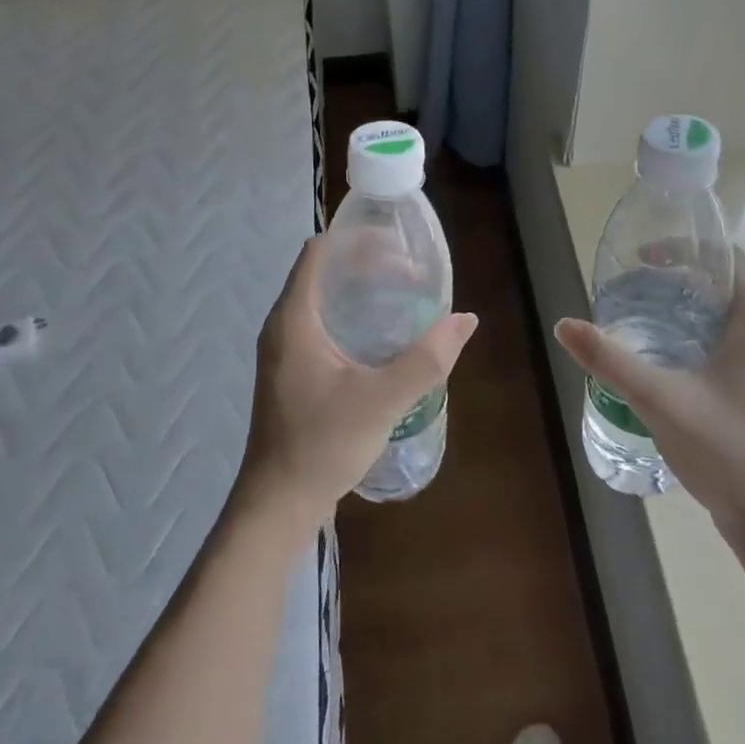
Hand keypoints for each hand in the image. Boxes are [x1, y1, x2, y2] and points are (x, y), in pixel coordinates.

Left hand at [239, 235, 477, 533]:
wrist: (279, 503)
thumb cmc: (323, 444)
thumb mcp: (382, 400)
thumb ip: (426, 359)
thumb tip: (465, 320)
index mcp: (294, 318)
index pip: (319, 252)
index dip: (357, 239)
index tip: (398, 245)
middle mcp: (283, 325)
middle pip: (323, 272)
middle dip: (367, 264)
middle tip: (411, 273)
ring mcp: (285, 350)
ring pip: (322, 300)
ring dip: (360, 291)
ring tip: (403, 296)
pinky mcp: (292, 372)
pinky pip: (321, 325)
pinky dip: (351, 316)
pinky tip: (382, 336)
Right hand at [554, 248, 744, 535]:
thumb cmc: (724, 449)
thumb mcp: (659, 400)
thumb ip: (610, 361)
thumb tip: (565, 325)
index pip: (729, 259)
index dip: (687, 248)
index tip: (644, 256)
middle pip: (722, 284)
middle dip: (676, 276)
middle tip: (631, 283)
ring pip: (721, 314)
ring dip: (682, 305)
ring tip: (637, 312)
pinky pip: (722, 340)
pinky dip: (690, 332)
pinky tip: (658, 354)